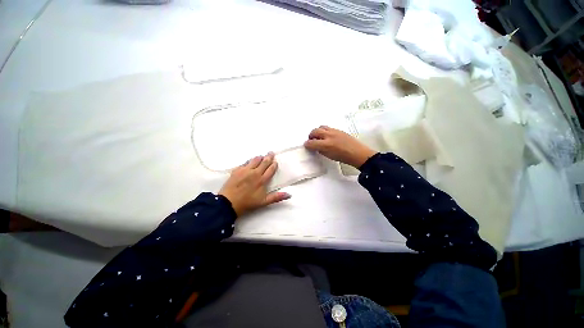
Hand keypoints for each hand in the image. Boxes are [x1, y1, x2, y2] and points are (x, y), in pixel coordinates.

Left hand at [219, 152, 290, 216]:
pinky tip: (249, 162)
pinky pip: (245, 163)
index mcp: (262, 180)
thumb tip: (289, 194)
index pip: (270, 169)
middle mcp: (255, 172)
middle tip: (271, 152)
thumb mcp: (264, 202)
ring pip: (254, 160)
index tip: (275, 162)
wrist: (229, 203)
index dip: (274, 165)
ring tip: (261, 156)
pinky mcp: (237, 170)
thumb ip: (277, 197)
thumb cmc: (248, 203)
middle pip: (264, 162)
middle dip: (269, 157)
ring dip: (259, 157)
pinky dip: (249, 161)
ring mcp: (245, 170)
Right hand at [304, 126, 375, 167]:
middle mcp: (329, 135)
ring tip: (319, 137)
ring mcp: (334, 131)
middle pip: (315, 131)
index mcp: (326, 145)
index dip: (307, 144)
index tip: (306, 145)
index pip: (311, 143)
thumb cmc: (343, 157)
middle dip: (311, 136)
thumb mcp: (329, 156)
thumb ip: (321, 150)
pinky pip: (328, 128)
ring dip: (317, 131)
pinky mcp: (338, 129)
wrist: (357, 153)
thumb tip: (316, 146)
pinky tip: (327, 136)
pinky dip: (324, 131)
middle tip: (312, 140)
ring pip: (321, 127)